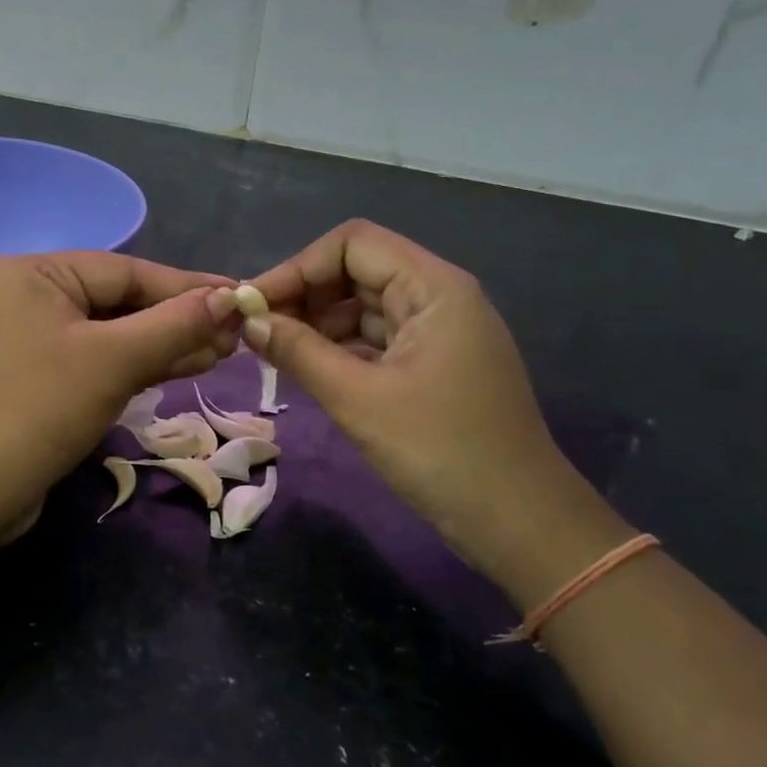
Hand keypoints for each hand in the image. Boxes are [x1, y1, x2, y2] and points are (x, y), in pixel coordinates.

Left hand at [0, 252, 242, 541]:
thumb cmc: (40, 410)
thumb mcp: (114, 361)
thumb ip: (174, 325)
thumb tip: (230, 299)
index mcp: (36, 274)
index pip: (128, 272)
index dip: (188, 287)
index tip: (241, 297)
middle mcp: (31, 296)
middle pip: (121, 301)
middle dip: (179, 320)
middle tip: (238, 335)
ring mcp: (33, 339)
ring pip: (114, 334)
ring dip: (166, 345)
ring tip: (223, 353)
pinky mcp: (40, 377)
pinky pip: (98, 360)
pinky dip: (138, 366)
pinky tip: (183, 368)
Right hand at [244, 221, 628, 589]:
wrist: (518, 522)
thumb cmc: (440, 451)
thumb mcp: (359, 399)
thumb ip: (299, 352)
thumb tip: (249, 321)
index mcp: (433, 288)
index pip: (353, 244)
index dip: (298, 266)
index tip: (253, 303)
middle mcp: (438, 298)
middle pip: (358, 271)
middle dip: (305, 296)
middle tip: (256, 332)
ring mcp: (438, 334)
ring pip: (364, 308)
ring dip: (318, 325)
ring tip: (273, 352)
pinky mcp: (433, 366)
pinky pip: (377, 341)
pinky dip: (340, 350)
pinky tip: (306, 369)